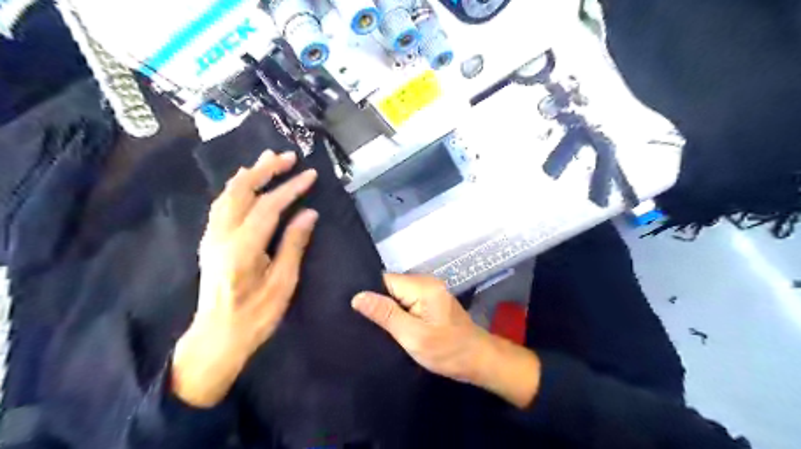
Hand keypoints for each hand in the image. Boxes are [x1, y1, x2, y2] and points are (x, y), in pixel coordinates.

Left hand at [172, 150, 318, 406]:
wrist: (217, 337)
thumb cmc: (256, 316)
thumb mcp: (283, 283)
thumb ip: (293, 244)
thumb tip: (309, 213)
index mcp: (242, 248)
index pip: (269, 206)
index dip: (291, 188)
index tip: (311, 175)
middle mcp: (221, 236)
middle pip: (241, 190)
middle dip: (265, 169)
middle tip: (288, 156)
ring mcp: (212, 237)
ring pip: (227, 194)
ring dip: (249, 174)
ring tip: (268, 159)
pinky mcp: (210, 241)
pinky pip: (222, 204)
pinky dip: (237, 187)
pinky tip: (246, 182)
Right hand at [351, 273, 544, 409]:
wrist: (478, 360)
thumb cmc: (448, 350)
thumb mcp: (413, 335)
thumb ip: (386, 314)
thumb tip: (357, 297)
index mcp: (422, 286)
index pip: (385, 280)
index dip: (370, 294)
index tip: (355, 311)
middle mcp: (426, 282)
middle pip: (391, 286)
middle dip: (378, 302)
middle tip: (362, 322)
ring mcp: (429, 291)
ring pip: (398, 294)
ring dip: (388, 309)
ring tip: (374, 325)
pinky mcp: (431, 301)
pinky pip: (407, 301)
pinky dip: (399, 312)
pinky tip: (392, 326)